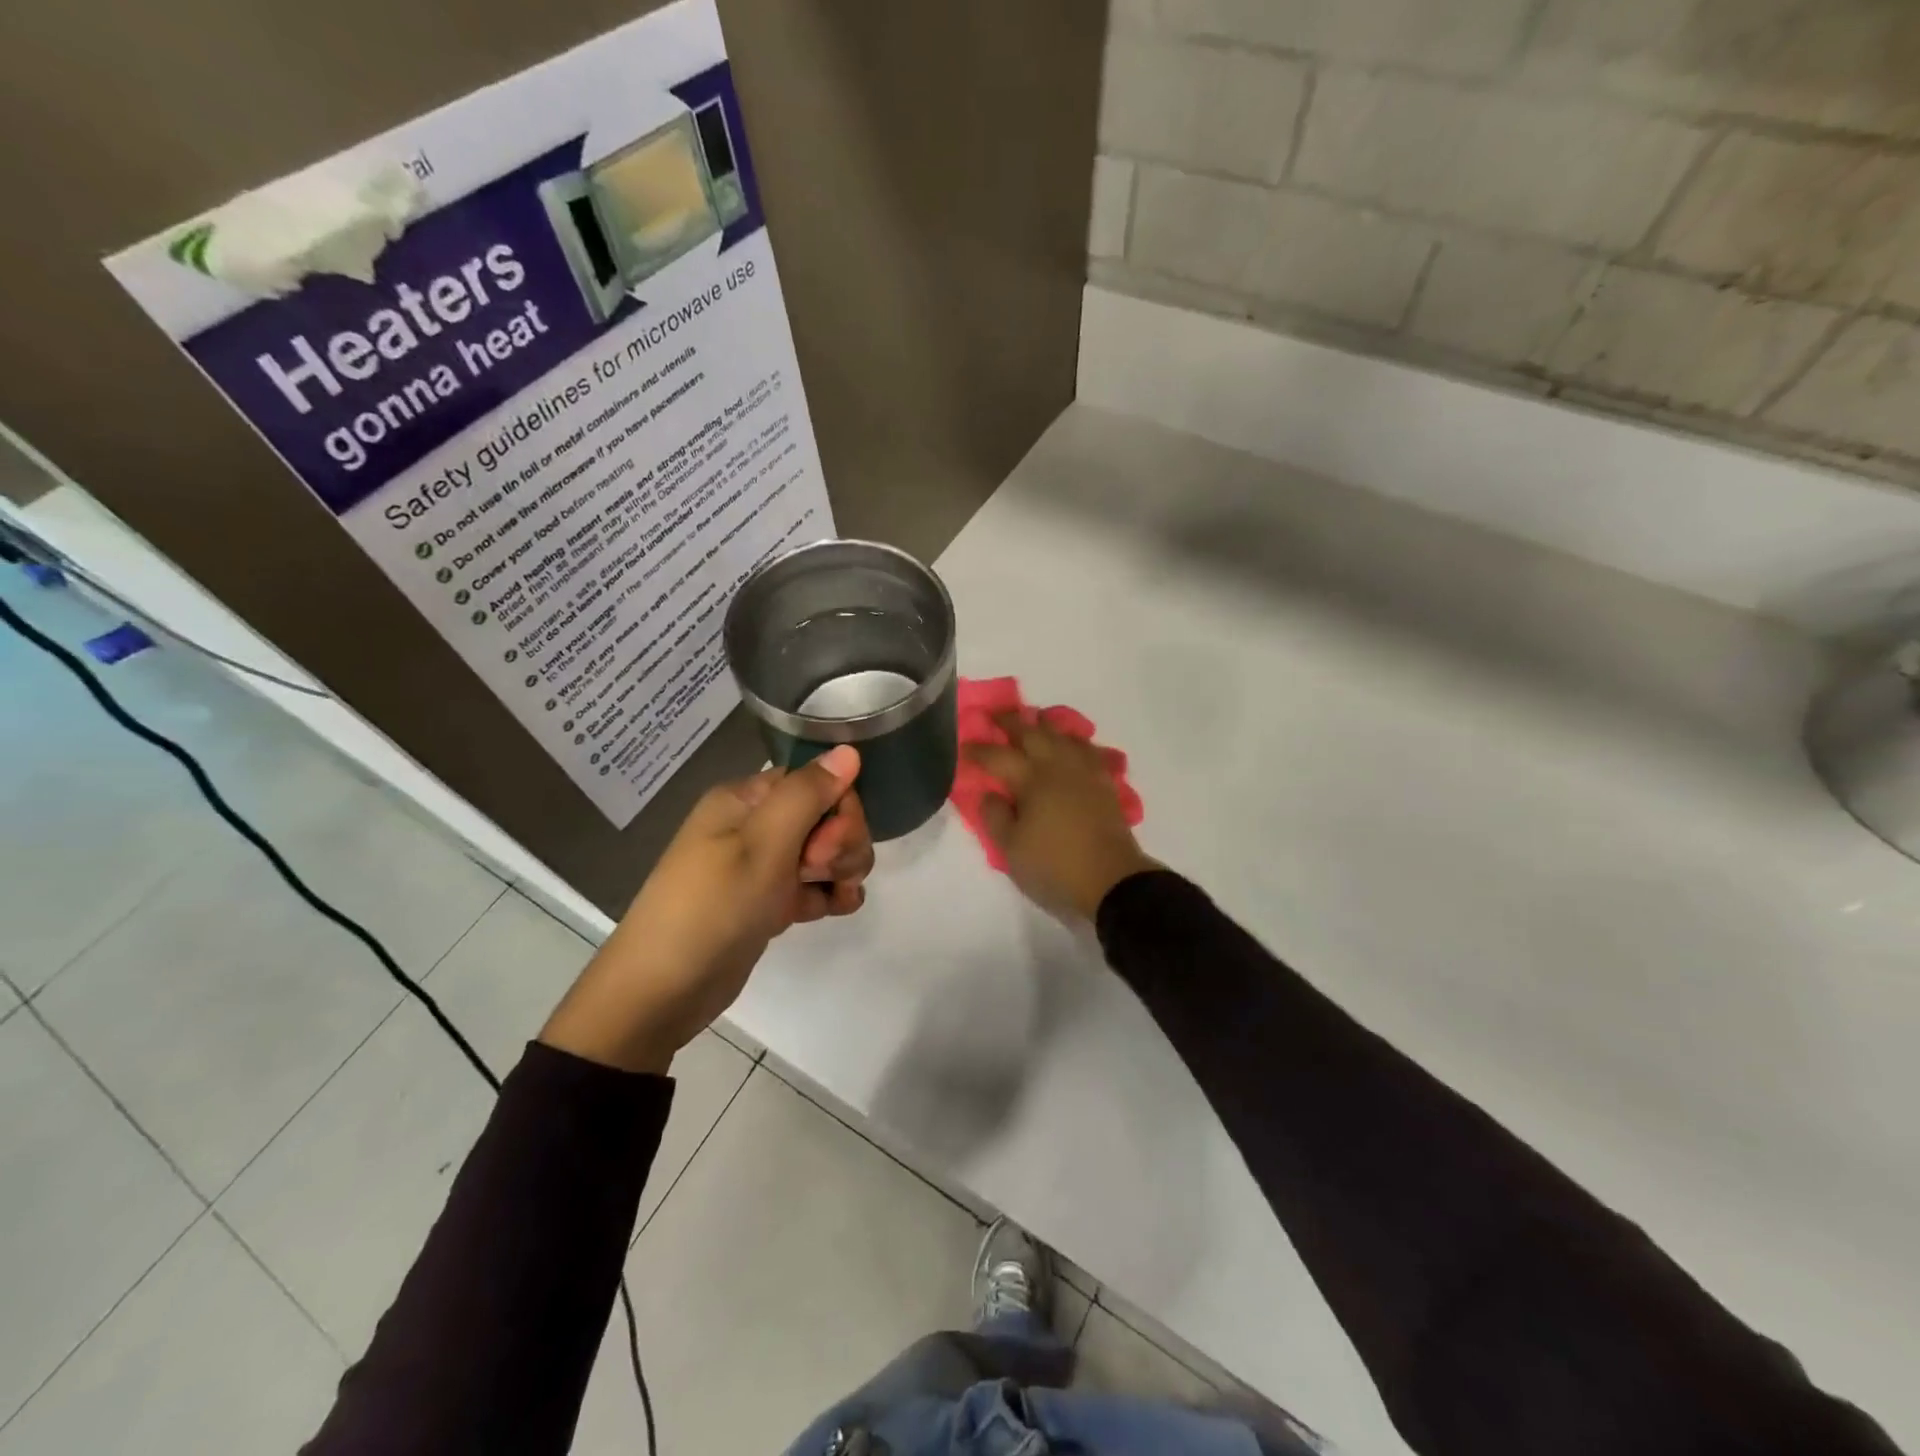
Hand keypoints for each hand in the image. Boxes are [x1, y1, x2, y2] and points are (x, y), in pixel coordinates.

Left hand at [540, 745, 872, 1072]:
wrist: (662, 990)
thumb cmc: (713, 906)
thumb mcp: (763, 844)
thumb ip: (809, 794)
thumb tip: (848, 749)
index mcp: (746, 800)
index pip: (814, 782)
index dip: (837, 808)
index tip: (826, 845)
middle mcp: (754, 825)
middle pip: (825, 816)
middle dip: (841, 842)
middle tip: (820, 872)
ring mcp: (761, 866)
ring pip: (825, 852)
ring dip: (842, 869)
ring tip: (837, 898)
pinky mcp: (768, 902)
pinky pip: (813, 885)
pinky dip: (831, 894)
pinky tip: (839, 909)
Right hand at [965, 715, 1157, 921]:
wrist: (1111, 880)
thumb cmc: (1054, 866)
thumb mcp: (1011, 849)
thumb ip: (995, 817)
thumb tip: (990, 793)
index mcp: (1031, 779)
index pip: (997, 756)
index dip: (978, 749)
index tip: (964, 746)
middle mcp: (1058, 766)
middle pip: (1032, 733)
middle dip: (1010, 722)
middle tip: (996, 716)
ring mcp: (1085, 772)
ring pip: (1063, 735)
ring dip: (1045, 725)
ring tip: (1035, 722)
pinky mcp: (1105, 783)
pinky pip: (1088, 750)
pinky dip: (1074, 742)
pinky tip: (1072, 745)